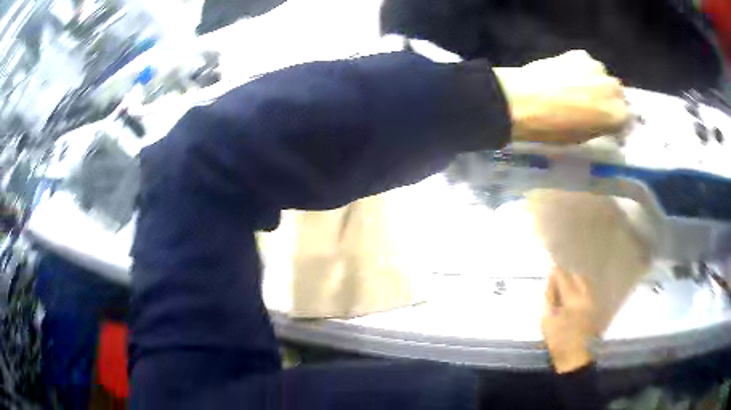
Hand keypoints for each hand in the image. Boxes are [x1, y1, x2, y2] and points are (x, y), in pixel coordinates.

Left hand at [496, 50, 629, 143]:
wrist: (522, 100)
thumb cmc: (553, 128)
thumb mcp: (582, 137)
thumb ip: (600, 127)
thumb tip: (603, 121)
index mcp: (617, 115)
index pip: (626, 117)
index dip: (615, 120)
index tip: (606, 123)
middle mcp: (613, 88)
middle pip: (617, 94)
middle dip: (608, 100)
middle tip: (592, 106)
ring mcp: (597, 68)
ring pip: (602, 77)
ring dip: (595, 83)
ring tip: (576, 89)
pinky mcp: (579, 54)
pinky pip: (586, 64)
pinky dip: (581, 70)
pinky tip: (565, 75)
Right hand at [541, 267, 597, 373]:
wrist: (575, 359)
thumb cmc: (559, 340)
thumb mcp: (547, 320)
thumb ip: (549, 298)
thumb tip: (550, 281)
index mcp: (574, 298)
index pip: (564, 278)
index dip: (557, 272)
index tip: (551, 268)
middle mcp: (587, 296)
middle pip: (579, 277)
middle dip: (569, 275)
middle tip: (559, 278)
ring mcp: (594, 302)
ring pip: (587, 284)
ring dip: (577, 281)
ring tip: (568, 285)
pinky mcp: (596, 310)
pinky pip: (590, 292)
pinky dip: (583, 289)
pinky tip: (576, 295)